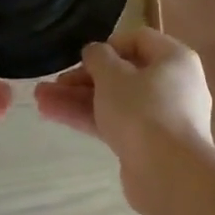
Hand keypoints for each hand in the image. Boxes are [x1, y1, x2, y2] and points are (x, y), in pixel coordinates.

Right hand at [35, 28, 213, 211]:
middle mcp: (173, 84)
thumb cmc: (143, 111)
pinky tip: (54, 115)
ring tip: (40, 99)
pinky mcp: (148, 145)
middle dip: (83, 78)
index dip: (107, 45)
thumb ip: (98, 57)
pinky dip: (89, 118)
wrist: (169, 174)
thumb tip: (95, 52)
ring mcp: (162, 117)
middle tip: (52, 83)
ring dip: (78, 99)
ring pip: (116, 101)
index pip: (139, 39)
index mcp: (174, 59)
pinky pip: (116, 123)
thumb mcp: (113, 75)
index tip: (82, 58)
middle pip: (124, 73)